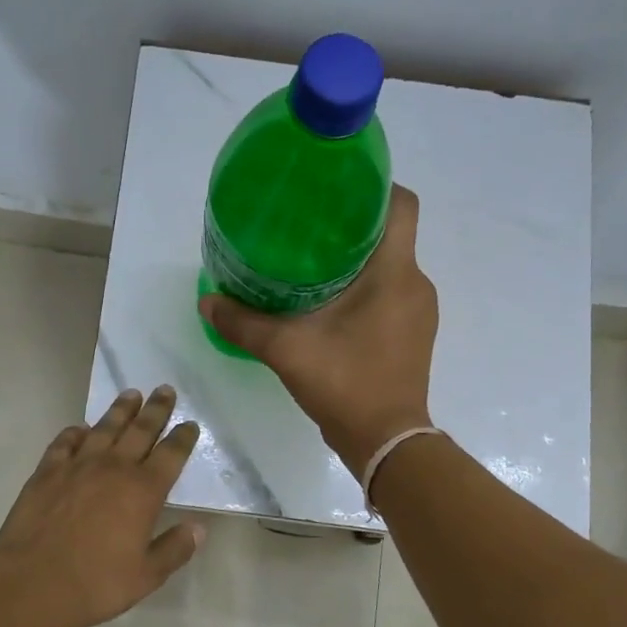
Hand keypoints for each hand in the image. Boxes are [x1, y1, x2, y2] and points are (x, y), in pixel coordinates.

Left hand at [0, 385, 205, 626]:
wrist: (31, 584)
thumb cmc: (95, 584)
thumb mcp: (146, 576)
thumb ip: (174, 549)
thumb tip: (198, 528)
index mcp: (143, 491)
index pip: (171, 454)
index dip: (183, 438)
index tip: (190, 424)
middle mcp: (113, 469)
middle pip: (140, 430)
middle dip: (156, 409)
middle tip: (165, 389)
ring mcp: (77, 466)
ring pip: (104, 428)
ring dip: (120, 410)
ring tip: (131, 394)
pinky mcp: (46, 472)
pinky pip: (64, 442)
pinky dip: (75, 433)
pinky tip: (80, 429)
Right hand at [199, 184, 437, 476]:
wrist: (386, 442)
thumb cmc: (345, 383)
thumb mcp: (286, 349)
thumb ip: (243, 323)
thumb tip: (207, 301)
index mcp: (395, 272)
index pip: (401, 204)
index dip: (374, 184)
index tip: (335, 186)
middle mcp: (415, 283)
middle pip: (391, 233)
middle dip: (352, 223)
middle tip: (306, 224)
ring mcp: (418, 311)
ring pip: (390, 265)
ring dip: (357, 258)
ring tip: (311, 261)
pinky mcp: (413, 333)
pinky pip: (391, 293)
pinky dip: (364, 287)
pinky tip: (328, 301)